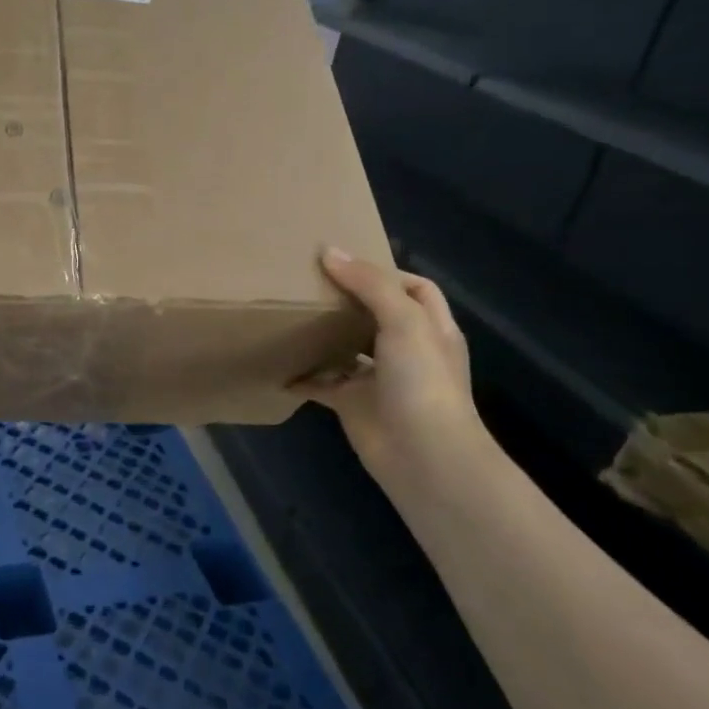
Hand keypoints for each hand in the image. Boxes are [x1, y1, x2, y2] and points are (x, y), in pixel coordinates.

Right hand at [301, 248, 489, 482]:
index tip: (345, 263)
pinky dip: (302, 375)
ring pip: (347, 347)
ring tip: (289, 314)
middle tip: (307, 282)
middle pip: (376, 314)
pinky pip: (322, 383)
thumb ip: (369, 284)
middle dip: (347, 299)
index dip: (386, 272)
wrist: (423, 456)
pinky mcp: (353, 403)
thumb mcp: (403, 321)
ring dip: (323, 334)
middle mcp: (406, 350)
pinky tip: (277, 363)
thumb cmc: (423, 381)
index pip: (414, 288)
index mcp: (430, 328)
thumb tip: (329, 252)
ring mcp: (379, 379)